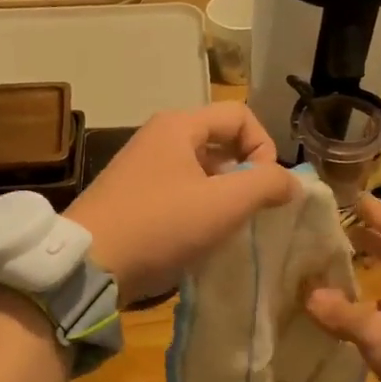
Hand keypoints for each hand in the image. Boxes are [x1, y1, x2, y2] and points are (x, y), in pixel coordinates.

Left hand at [65, 103, 296, 303]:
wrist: (89, 265)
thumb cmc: (160, 226)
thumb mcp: (224, 204)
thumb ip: (267, 184)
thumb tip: (291, 182)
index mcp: (179, 126)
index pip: (240, 116)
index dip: (265, 147)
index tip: (266, 188)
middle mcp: (157, 138)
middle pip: (219, 142)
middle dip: (245, 174)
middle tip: (251, 211)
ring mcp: (140, 168)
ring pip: (199, 170)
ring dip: (222, 195)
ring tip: (227, 229)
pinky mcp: (130, 197)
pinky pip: (178, 191)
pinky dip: (197, 208)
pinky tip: (197, 239)